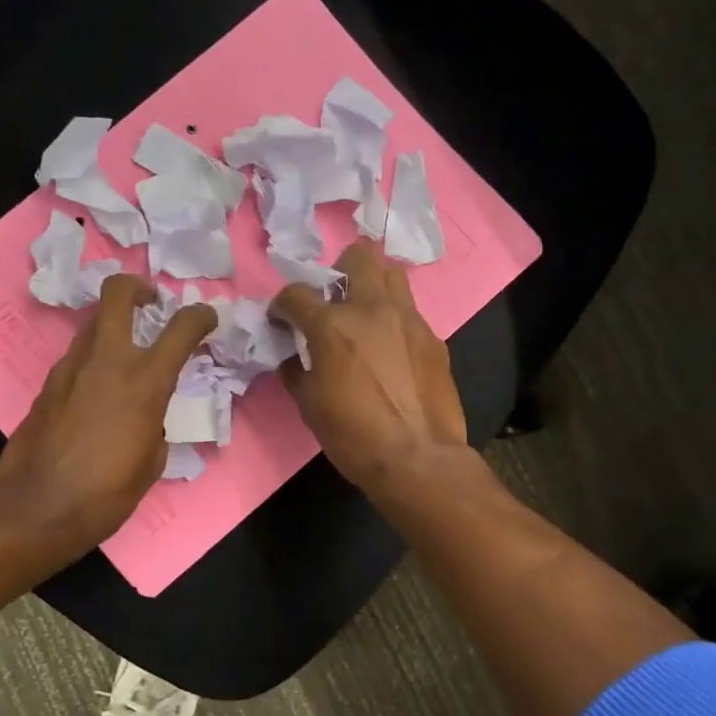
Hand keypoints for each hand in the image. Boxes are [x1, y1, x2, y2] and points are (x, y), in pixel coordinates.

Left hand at [0, 274, 216, 553]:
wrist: (38, 510)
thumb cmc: (107, 493)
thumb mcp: (152, 460)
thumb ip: (155, 423)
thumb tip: (147, 416)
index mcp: (145, 382)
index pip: (182, 327)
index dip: (201, 316)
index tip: (207, 319)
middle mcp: (107, 361)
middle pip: (118, 293)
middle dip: (138, 288)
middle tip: (151, 303)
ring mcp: (70, 368)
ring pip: (94, 324)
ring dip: (114, 328)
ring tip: (125, 355)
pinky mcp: (46, 385)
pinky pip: (77, 358)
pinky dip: (94, 360)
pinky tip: (98, 391)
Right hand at [272, 240, 467, 493]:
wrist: (418, 458)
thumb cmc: (354, 436)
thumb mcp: (309, 406)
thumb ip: (297, 371)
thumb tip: (294, 357)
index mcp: (333, 326)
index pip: (297, 293)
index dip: (282, 305)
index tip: (282, 320)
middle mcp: (372, 309)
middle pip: (357, 256)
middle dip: (338, 271)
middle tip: (334, 302)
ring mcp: (408, 319)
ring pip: (392, 274)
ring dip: (373, 285)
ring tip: (365, 315)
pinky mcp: (433, 338)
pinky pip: (410, 312)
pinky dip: (394, 321)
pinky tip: (391, 350)